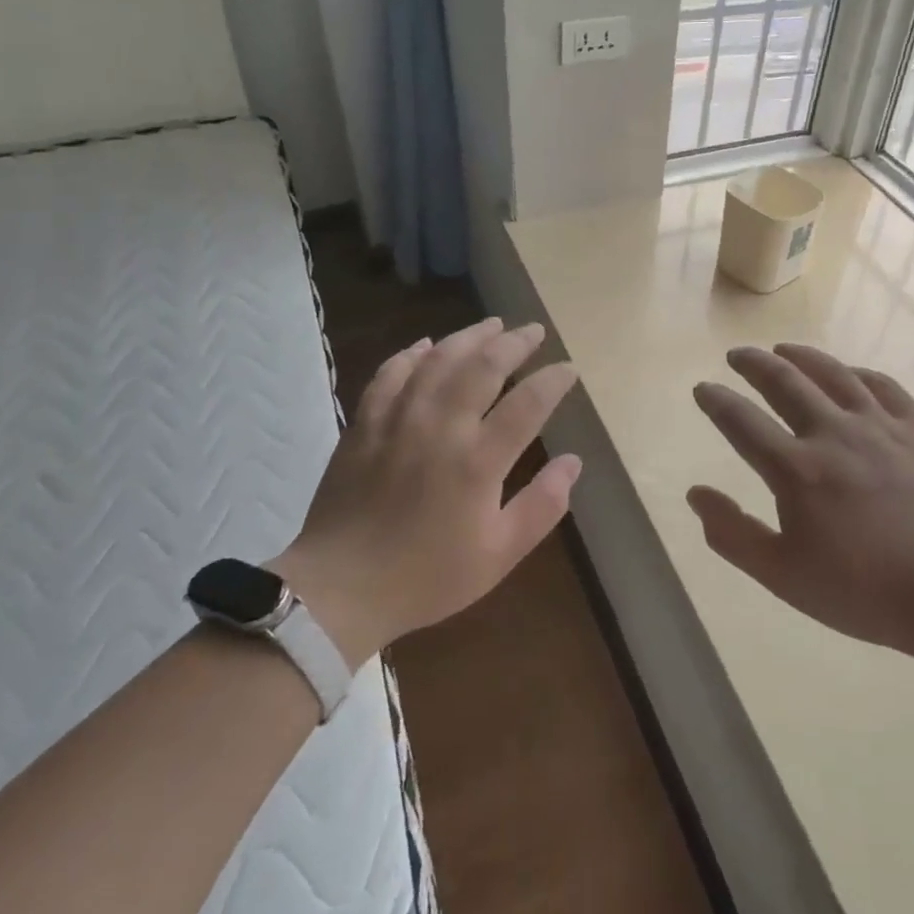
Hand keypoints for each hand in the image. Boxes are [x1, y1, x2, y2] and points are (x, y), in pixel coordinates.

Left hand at [276, 318, 581, 666]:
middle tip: (534, 330)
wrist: (340, 588)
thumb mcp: (499, 555)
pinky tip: (427, 345)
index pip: (527, 404)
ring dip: (469, 337)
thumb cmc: (427, 576)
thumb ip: (542, 505)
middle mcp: (440, 428)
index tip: (568, 369)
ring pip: (438, 360)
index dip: (553, 381)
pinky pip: (390, 373)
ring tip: (492, 325)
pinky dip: (412, 354)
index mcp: (478, 462)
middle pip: (483, 367)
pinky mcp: (365, 424)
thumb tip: (573, 461)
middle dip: (514, 343)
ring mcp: (398, 420)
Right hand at [689, 343, 913, 657]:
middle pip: (785, 383)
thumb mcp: (783, 576)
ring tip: (783, 348)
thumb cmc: (865, 591)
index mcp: (796, 470)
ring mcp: (880, 428)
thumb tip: (695, 494)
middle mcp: (833, 434)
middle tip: (737, 355)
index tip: (703, 388)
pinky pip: (884, 387)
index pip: (742, 422)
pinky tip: (851, 373)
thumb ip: (733, 534)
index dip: (717, 401)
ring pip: (834, 374)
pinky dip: (859, 373)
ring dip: (802, 356)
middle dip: (754, 364)